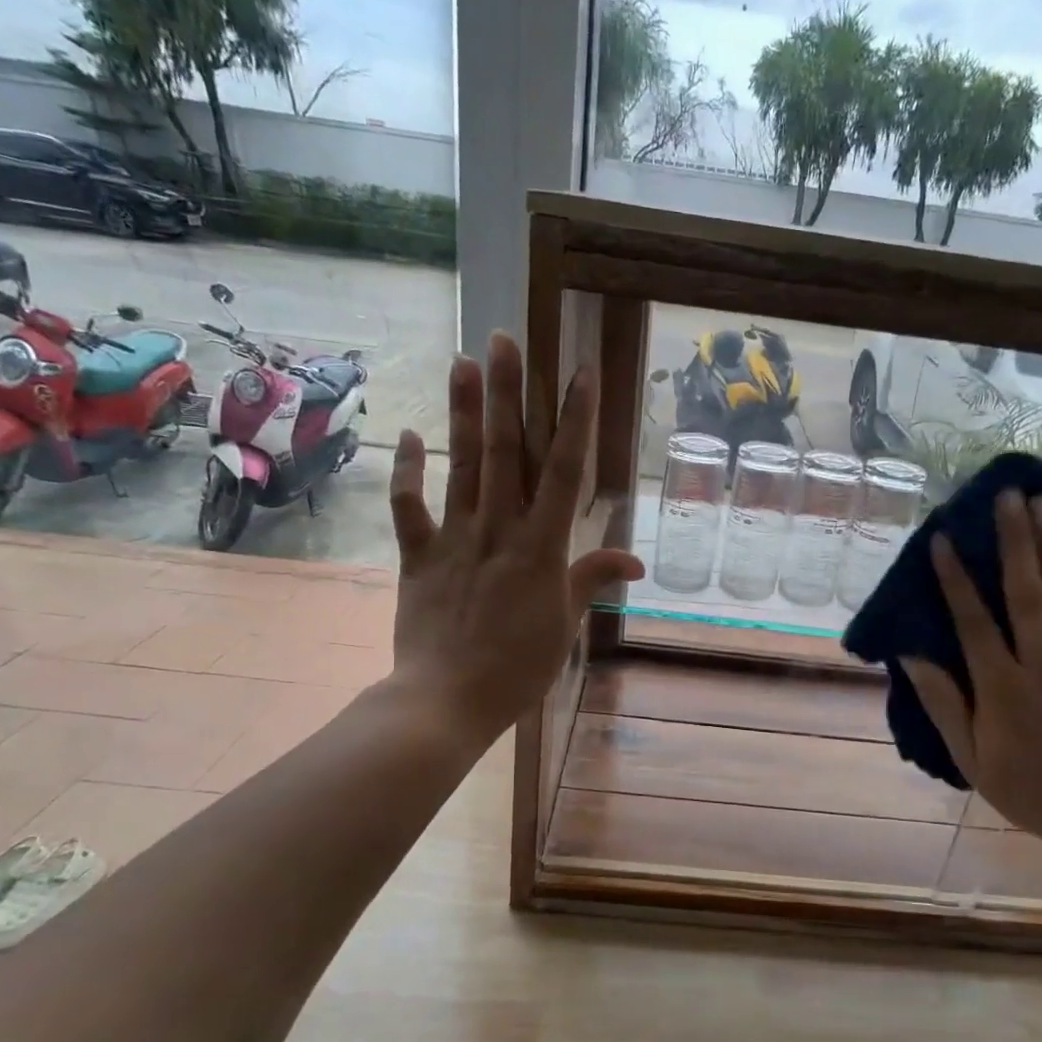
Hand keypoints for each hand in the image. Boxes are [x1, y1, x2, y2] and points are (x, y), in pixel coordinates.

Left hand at [386, 332, 642, 743]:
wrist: (447, 701)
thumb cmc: (518, 667)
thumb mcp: (565, 624)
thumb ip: (592, 580)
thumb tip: (634, 559)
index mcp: (541, 548)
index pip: (564, 472)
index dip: (575, 420)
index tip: (579, 373)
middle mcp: (498, 530)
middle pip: (507, 452)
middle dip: (509, 394)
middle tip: (503, 340)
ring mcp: (454, 539)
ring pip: (462, 466)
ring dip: (464, 413)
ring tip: (463, 362)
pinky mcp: (418, 556)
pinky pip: (410, 506)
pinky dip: (408, 471)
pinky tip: (408, 434)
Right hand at [902, 491, 1041, 862]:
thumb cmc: (1026, 789)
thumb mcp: (970, 757)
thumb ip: (943, 704)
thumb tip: (911, 656)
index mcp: (1003, 689)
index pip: (974, 623)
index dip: (955, 579)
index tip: (941, 538)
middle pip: (1027, 594)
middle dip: (1015, 541)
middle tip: (1008, 495)